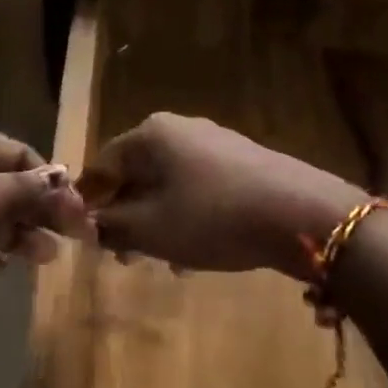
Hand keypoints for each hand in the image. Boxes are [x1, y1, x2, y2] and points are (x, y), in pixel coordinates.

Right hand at [77, 113, 367, 278]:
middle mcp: (180, 128)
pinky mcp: (243, 160)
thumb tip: (87, 224)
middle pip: (137, 171)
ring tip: (163, 259)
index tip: (86, 237)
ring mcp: (215, 141)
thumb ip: (111, 225)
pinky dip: (188, 213)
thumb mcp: (152, 229)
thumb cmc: (214, 217)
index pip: (103, 164)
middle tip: (124, 254)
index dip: (90, 201)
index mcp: (151, 134)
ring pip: (169, 182)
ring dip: (157, 219)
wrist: (301, 212)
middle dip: (127, 214)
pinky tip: (198, 249)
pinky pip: (199, 185)